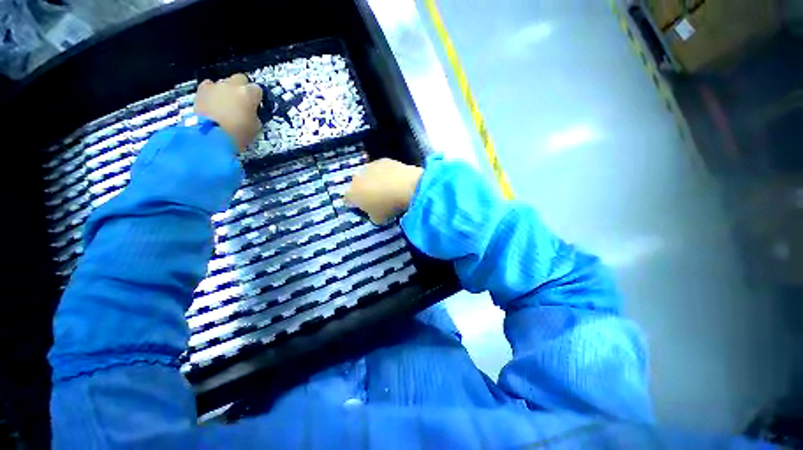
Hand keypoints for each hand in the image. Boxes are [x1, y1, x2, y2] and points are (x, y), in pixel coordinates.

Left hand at [194, 74, 261, 150]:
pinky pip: (209, 87)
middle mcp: (232, 85)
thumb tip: (250, 112)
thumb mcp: (255, 127)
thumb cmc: (238, 133)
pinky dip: (211, 93)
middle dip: (241, 88)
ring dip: (226, 91)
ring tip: (225, 105)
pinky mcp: (200, 90)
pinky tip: (212, 103)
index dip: (256, 98)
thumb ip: (254, 115)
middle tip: (241, 102)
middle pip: (240, 79)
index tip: (255, 106)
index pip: (257, 90)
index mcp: (248, 93)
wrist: (211, 136)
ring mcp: (215, 86)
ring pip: (224, 83)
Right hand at [345, 158, 422, 223]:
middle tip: (377, 200)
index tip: (366, 211)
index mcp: (351, 194)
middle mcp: (356, 178)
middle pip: (357, 186)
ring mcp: (369, 167)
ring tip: (388, 191)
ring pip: (368, 176)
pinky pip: (382, 169)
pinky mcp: (383, 160)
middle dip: (364, 192)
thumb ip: (372, 217)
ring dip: (375, 182)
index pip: (348, 201)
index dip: (356, 206)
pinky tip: (396, 181)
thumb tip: (374, 214)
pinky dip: (386, 174)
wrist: (405, 186)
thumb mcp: (378, 220)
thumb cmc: (388, 207)